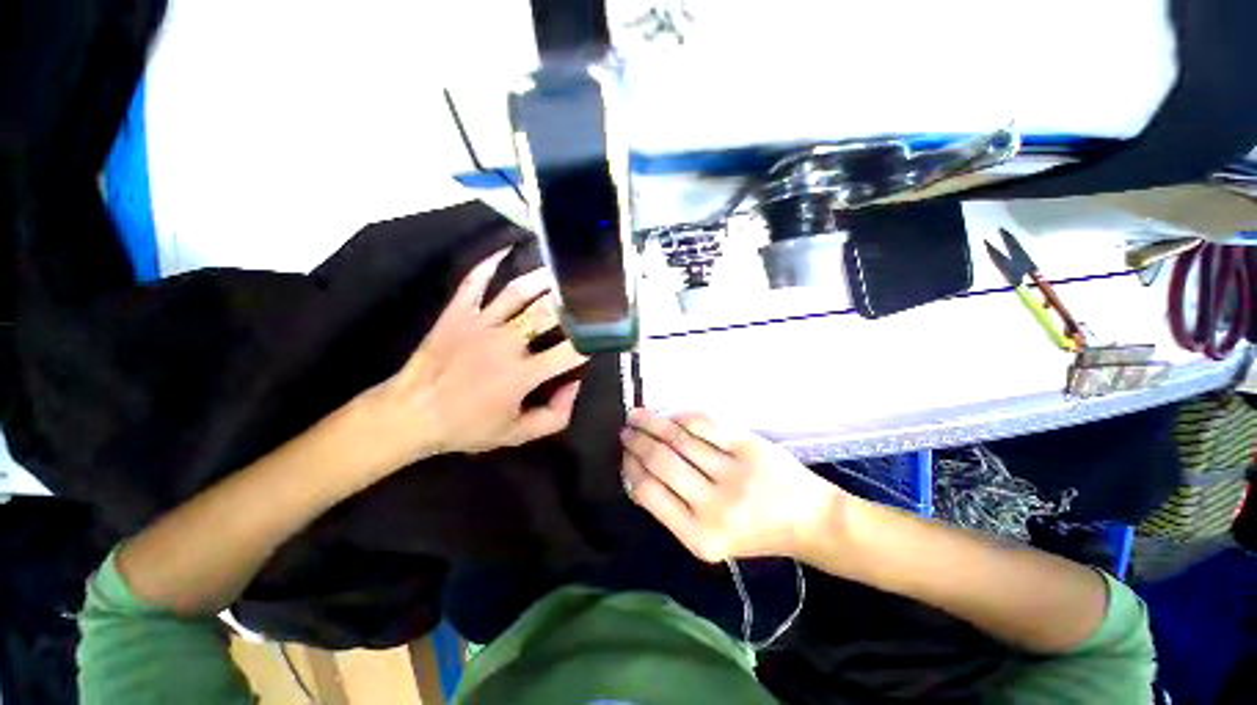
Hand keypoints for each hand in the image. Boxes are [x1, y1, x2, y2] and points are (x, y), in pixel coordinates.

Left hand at [359, 248, 587, 465]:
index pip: (570, 350)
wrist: (411, 414)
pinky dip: (489, 263)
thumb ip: (555, 416)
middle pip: (547, 313)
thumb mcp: (517, 435)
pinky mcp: (457, 313)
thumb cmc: (467, 426)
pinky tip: (506, 249)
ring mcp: (479, 323)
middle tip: (590, 290)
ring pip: (517, 291)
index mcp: (523, 374)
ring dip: (543, 278)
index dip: (592, 339)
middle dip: (573, 301)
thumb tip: (575, 384)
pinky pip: (474, 282)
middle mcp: (506, 343)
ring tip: (562, 271)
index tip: (604, 330)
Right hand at [620, 408, 844, 562]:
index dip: (631, 468)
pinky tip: (671, 416)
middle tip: (625, 429)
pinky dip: (682, 417)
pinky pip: (704, 426)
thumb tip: (637, 471)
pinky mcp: (749, 448)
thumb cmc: (755, 533)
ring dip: (653, 423)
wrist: (810, 522)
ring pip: (679, 439)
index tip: (623, 454)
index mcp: (699, 537)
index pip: (648, 493)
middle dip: (637, 441)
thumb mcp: (709, 537)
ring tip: (637, 415)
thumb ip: (673, 509)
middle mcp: (714, 508)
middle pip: (661, 461)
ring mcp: (734, 474)